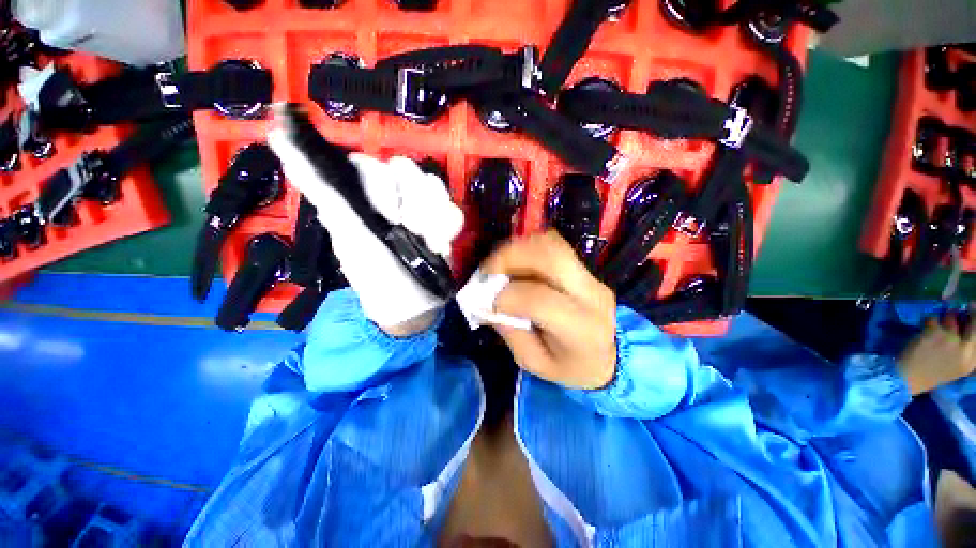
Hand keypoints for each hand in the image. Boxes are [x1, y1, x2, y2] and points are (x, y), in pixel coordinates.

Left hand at [268, 129, 462, 334]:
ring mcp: (419, 210)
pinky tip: (441, 246)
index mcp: (361, 201)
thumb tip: (276, 135)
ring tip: (430, 243)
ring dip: (434, 216)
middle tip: (412, 232)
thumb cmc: (376, 278)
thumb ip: (322, 191)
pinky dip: (449, 226)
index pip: (368, 164)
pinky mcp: (441, 223)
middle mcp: (391, 199)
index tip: (388, 215)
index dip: (381, 184)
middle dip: (413, 204)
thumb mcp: (349, 237)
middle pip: (407, 170)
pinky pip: (452, 208)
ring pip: (432, 185)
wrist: (412, 309)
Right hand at [483, 231, 616, 389]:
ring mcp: (590, 277)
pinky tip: (516, 264)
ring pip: (551, 244)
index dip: (508, 297)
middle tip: (488, 271)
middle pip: (550, 257)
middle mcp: (590, 294)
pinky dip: (528, 248)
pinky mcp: (585, 269)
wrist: (609, 356)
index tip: (490, 303)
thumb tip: (486, 303)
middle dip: (509, 258)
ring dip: (517, 250)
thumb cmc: (571, 367)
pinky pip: (553, 245)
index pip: (541, 300)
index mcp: (581, 329)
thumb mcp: (535, 363)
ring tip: (499, 266)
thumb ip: (510, 333)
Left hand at [899, 312, 975, 394]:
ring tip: (937, 327)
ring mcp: (949, 339)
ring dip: (944, 318)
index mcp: (971, 361)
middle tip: (970, 304)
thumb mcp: (958, 366)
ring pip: (951, 317)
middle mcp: (964, 349)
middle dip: (972, 310)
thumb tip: (969, 324)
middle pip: (974, 322)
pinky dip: (928, 321)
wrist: (908, 378)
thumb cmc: (932, 372)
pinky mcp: (934, 332)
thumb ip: (966, 349)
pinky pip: (932, 318)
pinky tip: (924, 330)